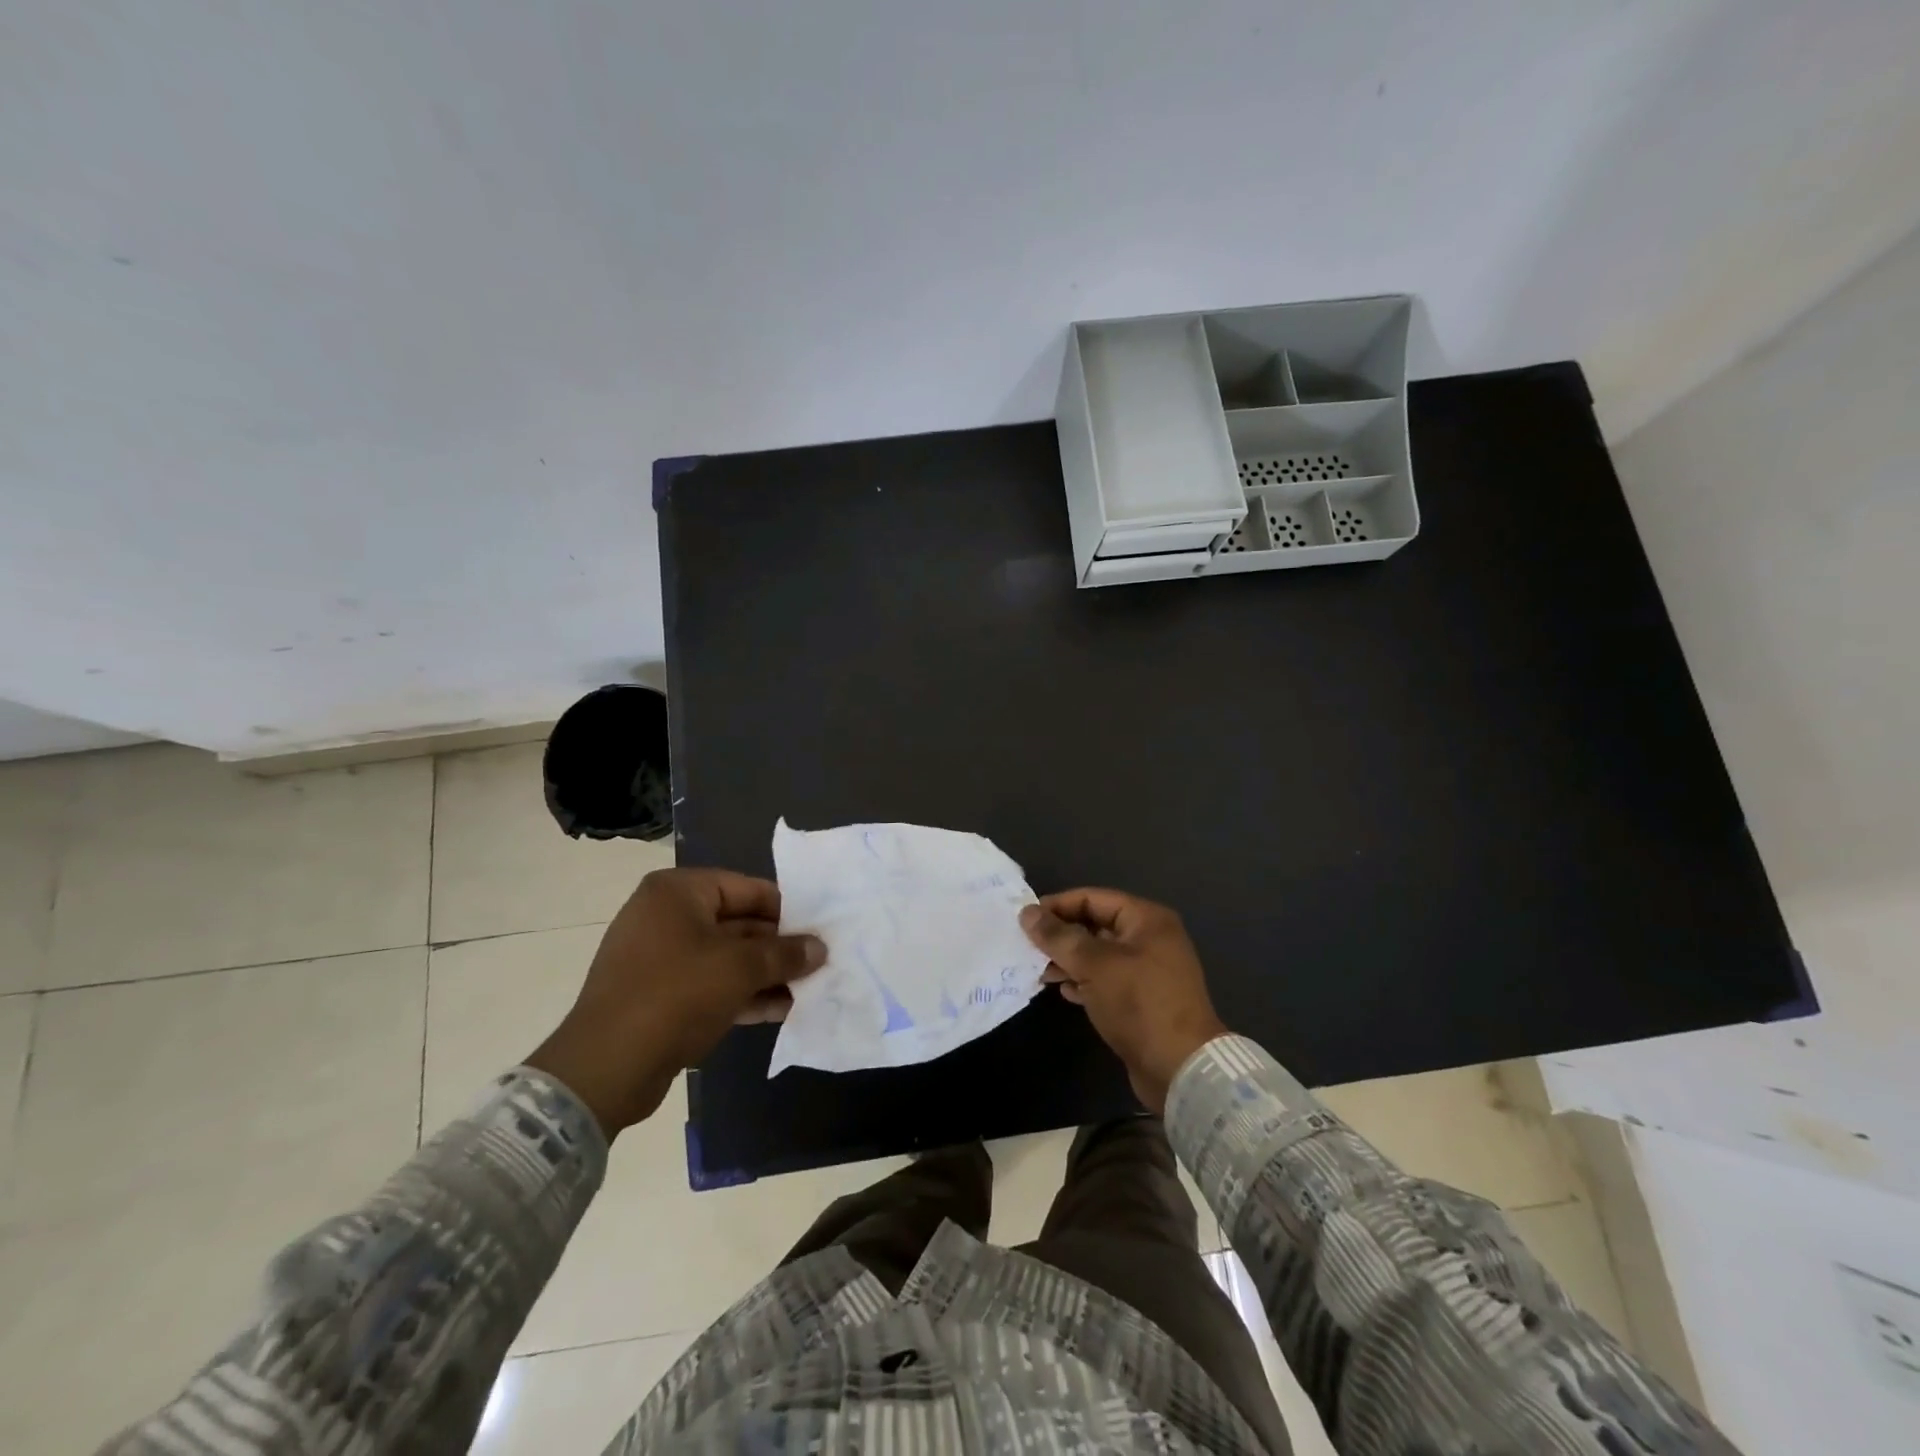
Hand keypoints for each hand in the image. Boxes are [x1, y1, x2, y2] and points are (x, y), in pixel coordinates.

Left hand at [524, 868, 824, 1136]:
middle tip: (819, 963)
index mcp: (678, 892)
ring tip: (808, 990)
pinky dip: (742, 994)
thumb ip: (785, 954)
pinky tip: (780, 1010)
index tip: (819, 931)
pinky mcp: (658, 995)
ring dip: (765, 974)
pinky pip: (709, 984)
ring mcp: (659, 957)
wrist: (606, 1067)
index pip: (747, 888)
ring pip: (726, 958)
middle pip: (738, 924)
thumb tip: (819, 948)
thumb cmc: (676, 995)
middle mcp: (665, 916)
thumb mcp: (740, 969)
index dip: (787, 910)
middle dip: (778, 948)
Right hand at [1020, 889, 1227, 1113]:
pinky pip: (1107, 979)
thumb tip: (1027, 913)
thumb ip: (1059, 937)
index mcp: (1146, 919)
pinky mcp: (1144, 999)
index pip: (1092, 898)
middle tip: (1028, 947)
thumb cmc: (1138, 1004)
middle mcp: (1150, 938)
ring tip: (1041, 972)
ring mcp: (1149, 970)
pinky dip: (1085, 981)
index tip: (1025, 920)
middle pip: (1096, 924)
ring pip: (1099, 954)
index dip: (1057, 905)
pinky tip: (1065, 992)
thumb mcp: (1094, 965)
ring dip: (1069, 960)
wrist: (1181, 1068)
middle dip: (1061, 936)